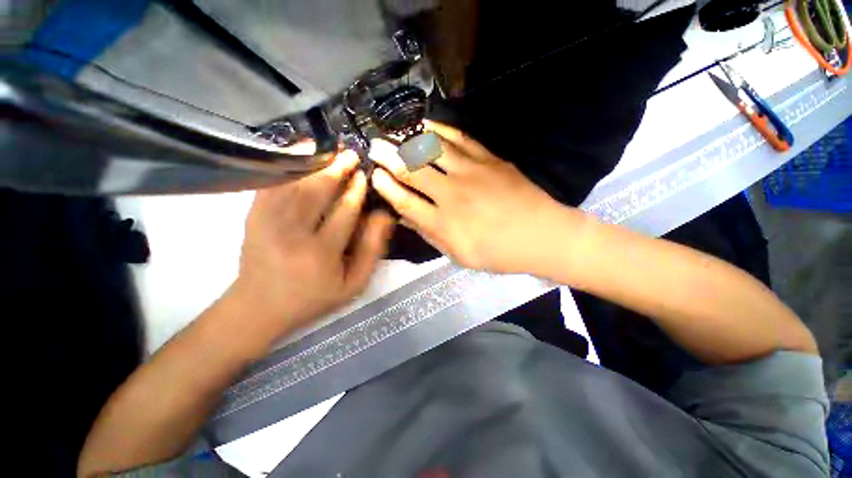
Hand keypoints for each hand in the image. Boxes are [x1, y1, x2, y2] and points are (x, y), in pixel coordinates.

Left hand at [233, 151, 393, 333]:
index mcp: (321, 253)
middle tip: (350, 154)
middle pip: (317, 192)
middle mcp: (293, 233)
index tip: (364, 174)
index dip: (356, 191)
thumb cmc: (314, 296)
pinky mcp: (253, 216)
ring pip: (294, 184)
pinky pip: (272, 184)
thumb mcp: (353, 283)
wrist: (260, 306)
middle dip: (336, 170)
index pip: (344, 212)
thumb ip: (372, 250)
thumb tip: (383, 216)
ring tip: (329, 150)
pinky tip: (299, 154)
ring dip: (314, 165)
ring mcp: (267, 221)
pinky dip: (286, 166)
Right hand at [370, 121, 570, 273]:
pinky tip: (427, 125)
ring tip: (395, 132)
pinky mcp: (489, 159)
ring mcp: (472, 172)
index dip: (386, 187)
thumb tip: (407, 217)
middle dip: (388, 156)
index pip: (405, 200)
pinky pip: (460, 139)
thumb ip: (431, 235)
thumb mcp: (460, 255)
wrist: (541, 235)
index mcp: (444, 223)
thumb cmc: (499, 253)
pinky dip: (441, 130)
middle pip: (413, 171)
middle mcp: (452, 195)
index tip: (374, 176)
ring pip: (433, 149)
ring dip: (409, 139)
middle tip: (373, 145)